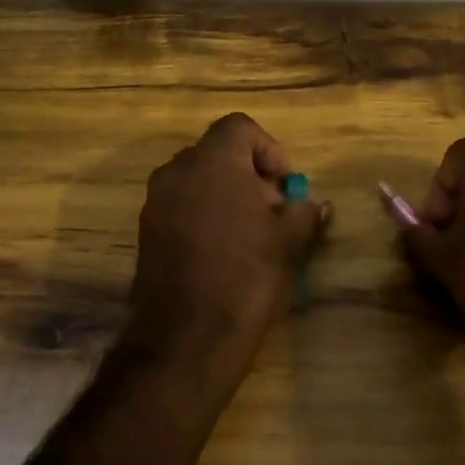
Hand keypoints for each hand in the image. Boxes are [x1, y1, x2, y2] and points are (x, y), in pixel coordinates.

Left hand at [126, 113, 329, 377]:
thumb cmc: (246, 276)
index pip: (240, 127)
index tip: (285, 185)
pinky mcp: (146, 232)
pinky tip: (224, 252)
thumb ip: (305, 213)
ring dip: (226, 196)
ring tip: (251, 234)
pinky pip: (180, 206)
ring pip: (198, 181)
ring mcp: (156, 201)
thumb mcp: (289, 243)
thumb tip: (318, 205)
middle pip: (218, 153)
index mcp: (212, 161)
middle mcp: (177, 171)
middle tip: (273, 211)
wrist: (187, 337)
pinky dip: (203, 215)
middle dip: (249, 175)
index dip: (269, 149)